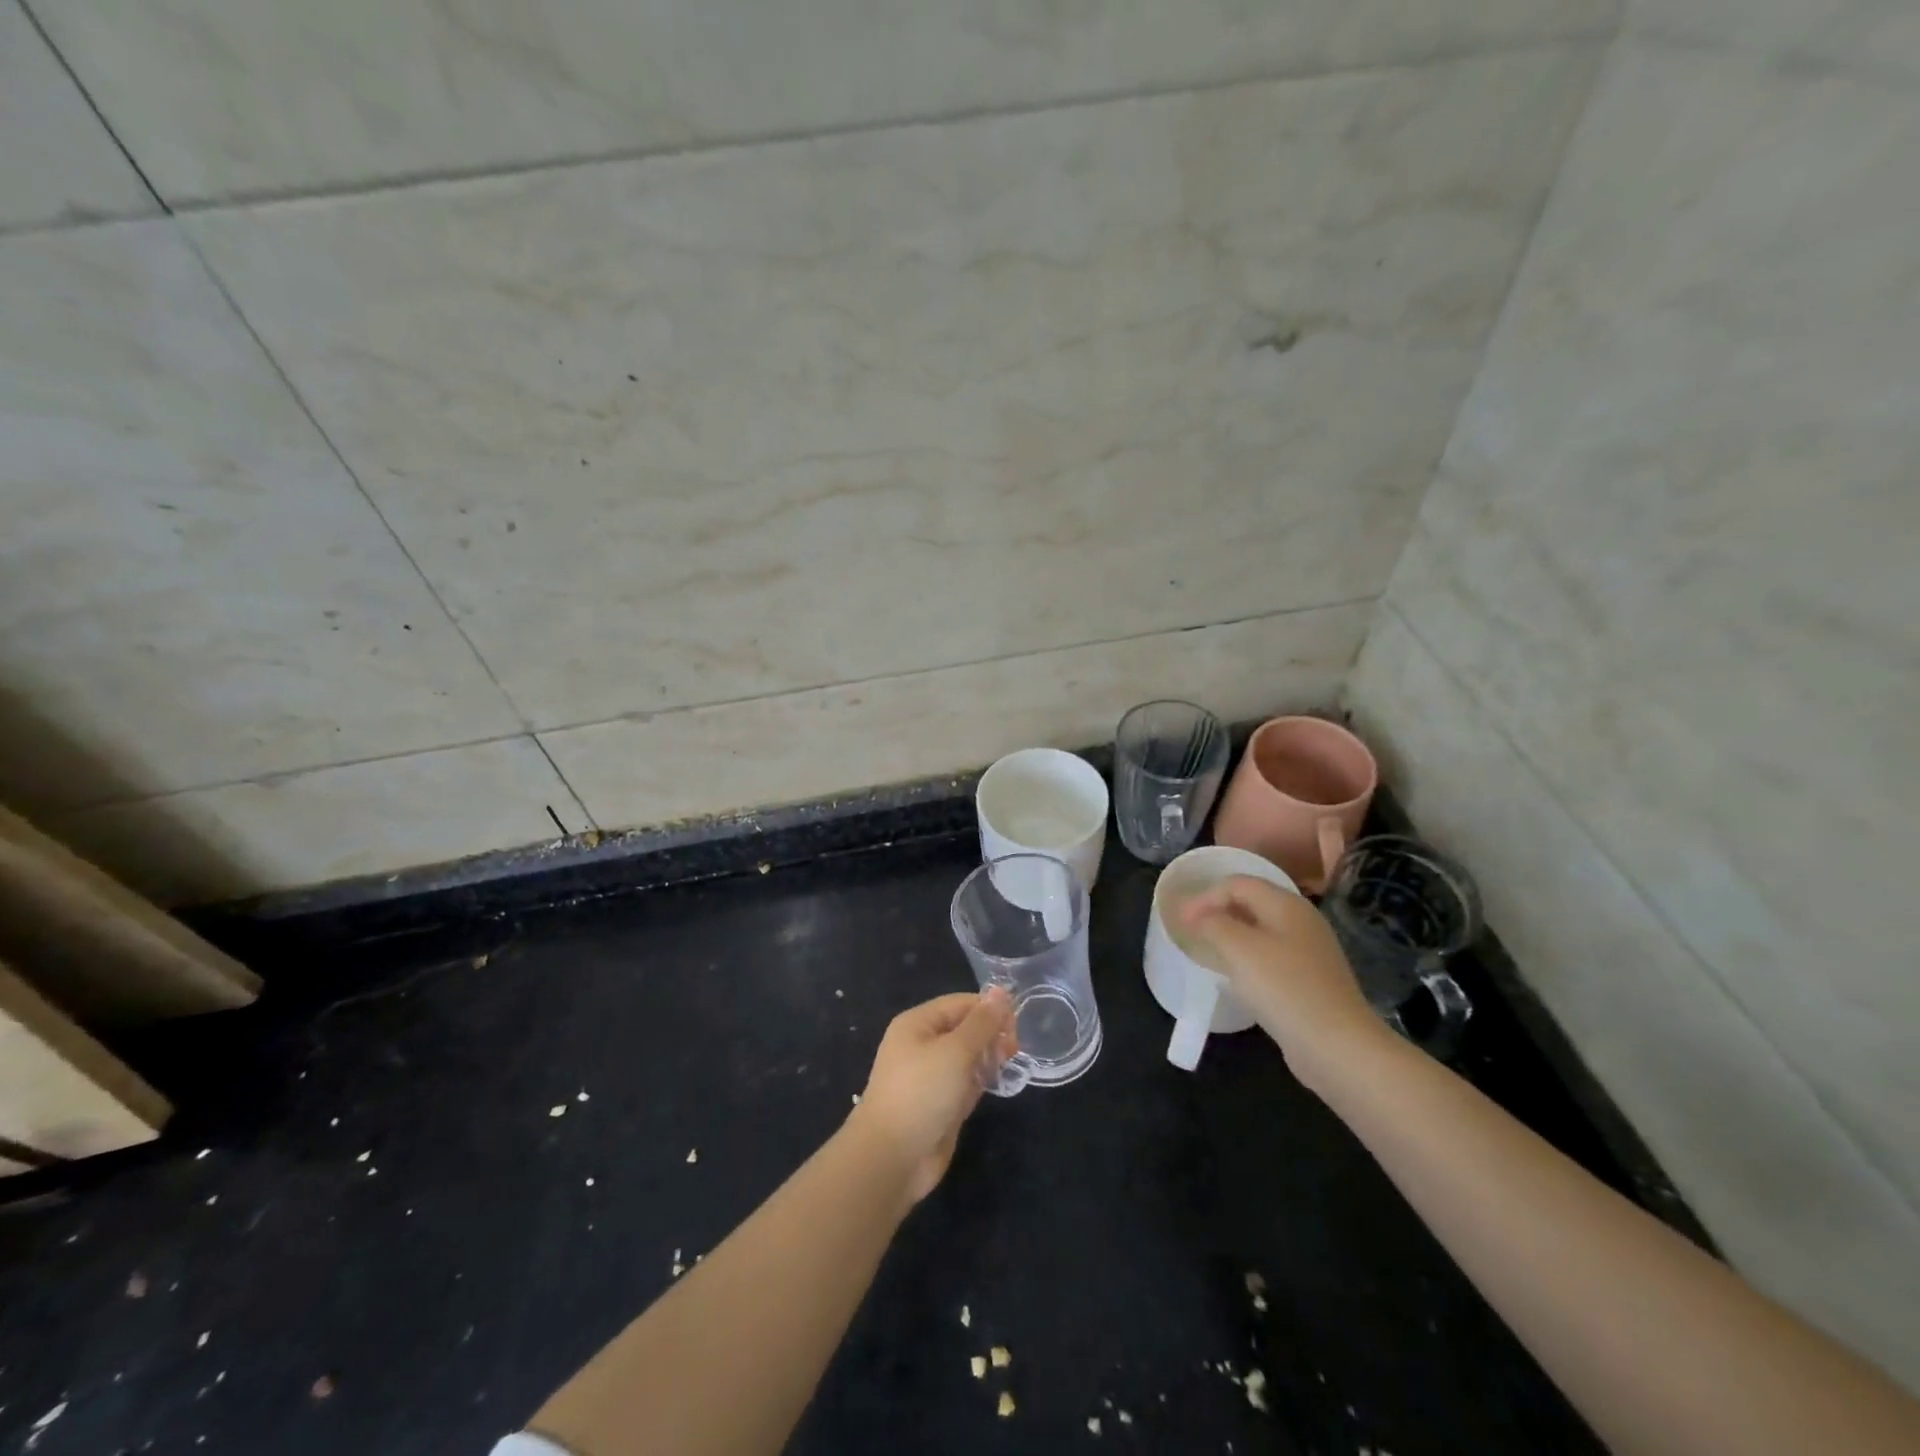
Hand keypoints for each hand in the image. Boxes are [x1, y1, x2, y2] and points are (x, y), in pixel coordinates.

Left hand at [851, 988, 1017, 1204]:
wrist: (893, 1158)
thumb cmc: (922, 1093)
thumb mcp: (956, 1050)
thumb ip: (981, 1022)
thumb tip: (1000, 991)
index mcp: (918, 1023)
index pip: (961, 1004)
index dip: (990, 1010)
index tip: (1016, 1028)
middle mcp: (922, 1045)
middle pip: (965, 1028)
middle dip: (990, 1035)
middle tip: (1012, 1051)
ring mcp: (930, 1076)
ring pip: (967, 1056)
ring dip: (987, 1058)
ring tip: (1004, 1068)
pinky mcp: (939, 1103)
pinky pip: (964, 1082)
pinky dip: (979, 1082)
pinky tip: (994, 1086)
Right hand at [1179, 875, 1390, 1092]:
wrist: (1337, 1046)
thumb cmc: (1284, 988)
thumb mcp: (1238, 948)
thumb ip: (1212, 923)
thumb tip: (1198, 916)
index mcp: (1286, 904)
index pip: (1237, 883)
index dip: (1205, 897)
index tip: (1180, 922)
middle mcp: (1301, 920)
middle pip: (1251, 902)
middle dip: (1217, 912)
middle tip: (1190, 932)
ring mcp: (1310, 951)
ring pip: (1261, 931)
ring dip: (1231, 936)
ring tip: (1208, 952)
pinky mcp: (1311, 980)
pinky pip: (1271, 956)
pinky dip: (1248, 958)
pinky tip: (1237, 978)